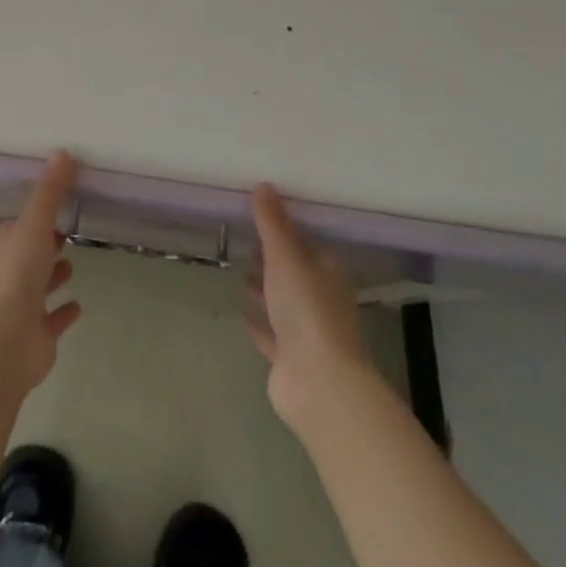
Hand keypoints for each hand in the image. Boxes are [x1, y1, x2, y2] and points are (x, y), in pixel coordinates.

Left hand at [0, 151, 82, 391]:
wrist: (1, 344)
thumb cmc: (14, 276)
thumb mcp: (33, 224)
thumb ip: (49, 192)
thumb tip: (62, 152)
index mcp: (3, 244)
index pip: (20, 224)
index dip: (36, 215)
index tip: (59, 202)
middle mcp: (8, 272)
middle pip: (29, 252)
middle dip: (45, 242)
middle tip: (68, 230)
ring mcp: (20, 306)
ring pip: (39, 284)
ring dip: (53, 274)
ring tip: (73, 261)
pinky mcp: (36, 334)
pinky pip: (52, 318)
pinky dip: (63, 311)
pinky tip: (78, 305)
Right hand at [245, 183, 374, 432]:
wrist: (318, 382)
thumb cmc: (307, 309)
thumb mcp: (286, 255)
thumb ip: (272, 222)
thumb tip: (263, 184)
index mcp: (328, 272)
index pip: (307, 243)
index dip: (285, 231)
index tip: (258, 217)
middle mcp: (322, 299)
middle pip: (294, 272)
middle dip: (271, 258)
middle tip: (243, 241)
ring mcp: (307, 331)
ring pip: (282, 302)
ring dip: (263, 288)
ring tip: (237, 270)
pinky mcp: (291, 358)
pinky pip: (271, 333)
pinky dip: (258, 322)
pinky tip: (239, 312)